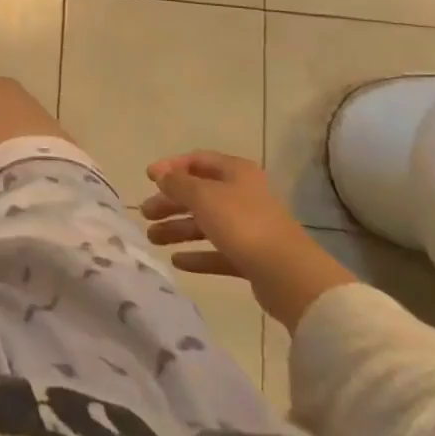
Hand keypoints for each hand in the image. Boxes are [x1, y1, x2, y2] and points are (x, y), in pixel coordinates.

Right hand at [142, 151, 355, 329]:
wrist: (289, 275)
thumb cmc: (242, 224)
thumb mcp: (202, 196)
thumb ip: (178, 183)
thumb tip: (162, 175)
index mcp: (236, 172)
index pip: (197, 160)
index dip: (171, 167)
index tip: (147, 178)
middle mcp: (243, 195)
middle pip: (199, 193)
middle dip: (170, 202)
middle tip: (145, 213)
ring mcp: (248, 227)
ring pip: (205, 223)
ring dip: (178, 229)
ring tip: (153, 239)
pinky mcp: (251, 257)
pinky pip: (217, 251)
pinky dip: (197, 254)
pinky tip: (177, 262)